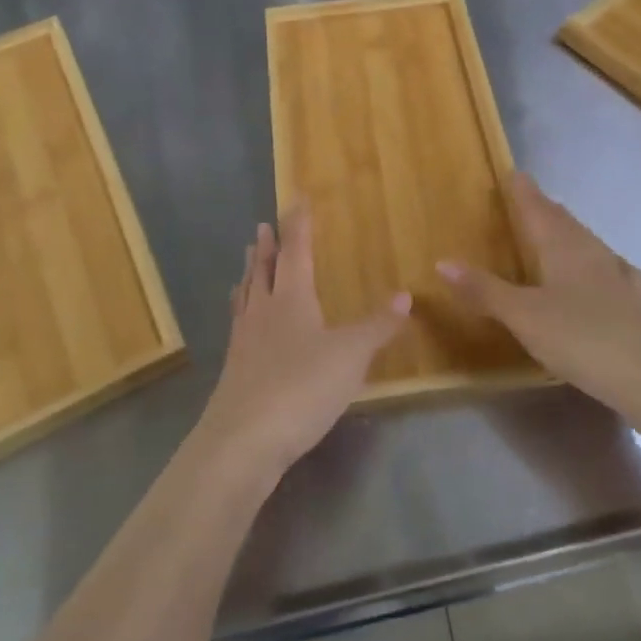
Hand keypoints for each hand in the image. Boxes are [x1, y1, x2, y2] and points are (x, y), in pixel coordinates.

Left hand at [198, 205, 410, 479]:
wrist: (243, 440)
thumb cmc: (302, 387)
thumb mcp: (351, 355)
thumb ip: (378, 326)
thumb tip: (405, 295)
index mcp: (291, 298)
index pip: (295, 250)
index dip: (298, 225)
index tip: (296, 200)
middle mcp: (264, 310)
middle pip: (263, 269)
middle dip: (267, 246)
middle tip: (263, 227)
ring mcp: (244, 340)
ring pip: (247, 295)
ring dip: (250, 274)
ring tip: (247, 262)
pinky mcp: (234, 369)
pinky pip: (238, 324)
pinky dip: (241, 310)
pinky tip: (243, 322)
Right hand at [440, 173, 640, 415]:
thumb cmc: (579, 337)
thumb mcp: (522, 315)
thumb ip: (484, 290)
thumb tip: (443, 262)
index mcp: (562, 246)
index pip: (538, 208)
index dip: (524, 191)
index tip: (514, 174)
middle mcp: (590, 251)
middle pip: (563, 221)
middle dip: (544, 208)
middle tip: (529, 198)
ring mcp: (616, 274)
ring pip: (587, 242)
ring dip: (568, 231)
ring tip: (557, 229)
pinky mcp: (633, 300)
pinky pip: (610, 268)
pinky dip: (597, 262)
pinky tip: (606, 270)